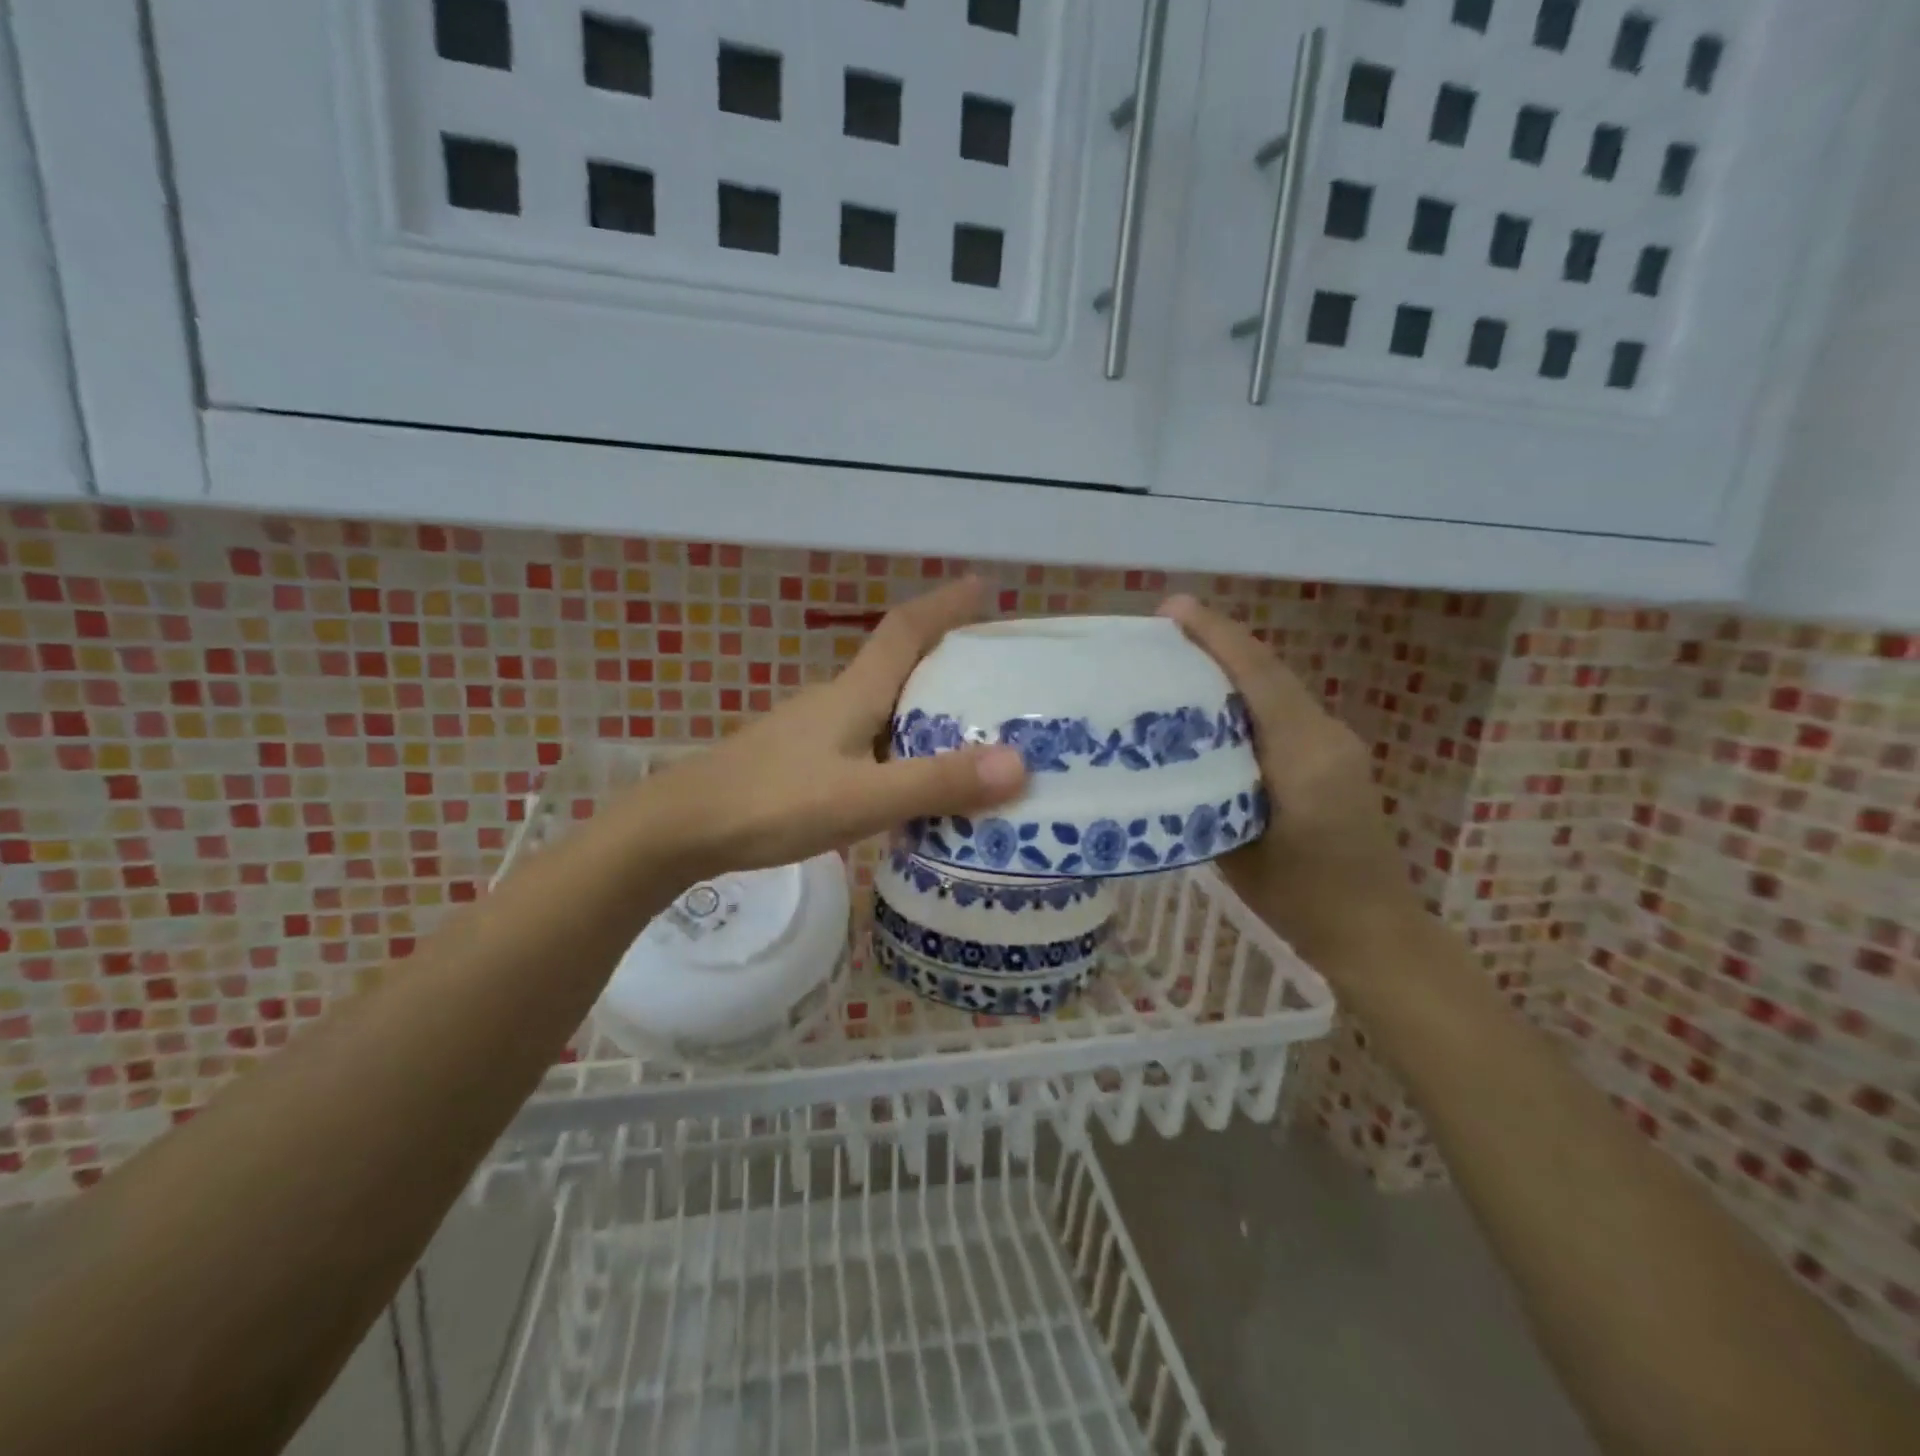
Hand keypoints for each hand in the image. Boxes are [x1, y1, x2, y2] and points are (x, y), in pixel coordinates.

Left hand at [643, 577, 1027, 878]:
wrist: (681, 829)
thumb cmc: (772, 803)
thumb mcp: (863, 798)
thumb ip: (936, 783)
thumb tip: (1020, 763)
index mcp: (854, 693)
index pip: (905, 630)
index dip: (944, 604)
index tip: (982, 586)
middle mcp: (835, 700)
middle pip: (897, 665)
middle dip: (945, 660)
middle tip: (995, 677)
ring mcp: (813, 730)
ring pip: (881, 707)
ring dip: (922, 709)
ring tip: (968, 735)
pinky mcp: (799, 760)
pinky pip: (865, 740)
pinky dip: (897, 747)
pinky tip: (908, 781)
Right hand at [1157, 595, 1421, 969]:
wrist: (1372, 930)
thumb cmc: (1299, 900)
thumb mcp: (1235, 849)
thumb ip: (1210, 791)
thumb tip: (1172, 755)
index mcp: (1303, 755)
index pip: (1258, 677)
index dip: (1215, 636)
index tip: (1173, 608)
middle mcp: (1326, 735)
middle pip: (1268, 673)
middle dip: (1219, 643)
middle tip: (1164, 631)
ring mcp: (1336, 743)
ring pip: (1277, 689)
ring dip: (1233, 667)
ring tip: (1179, 660)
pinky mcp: (1335, 756)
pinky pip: (1285, 711)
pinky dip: (1248, 696)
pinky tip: (1214, 706)